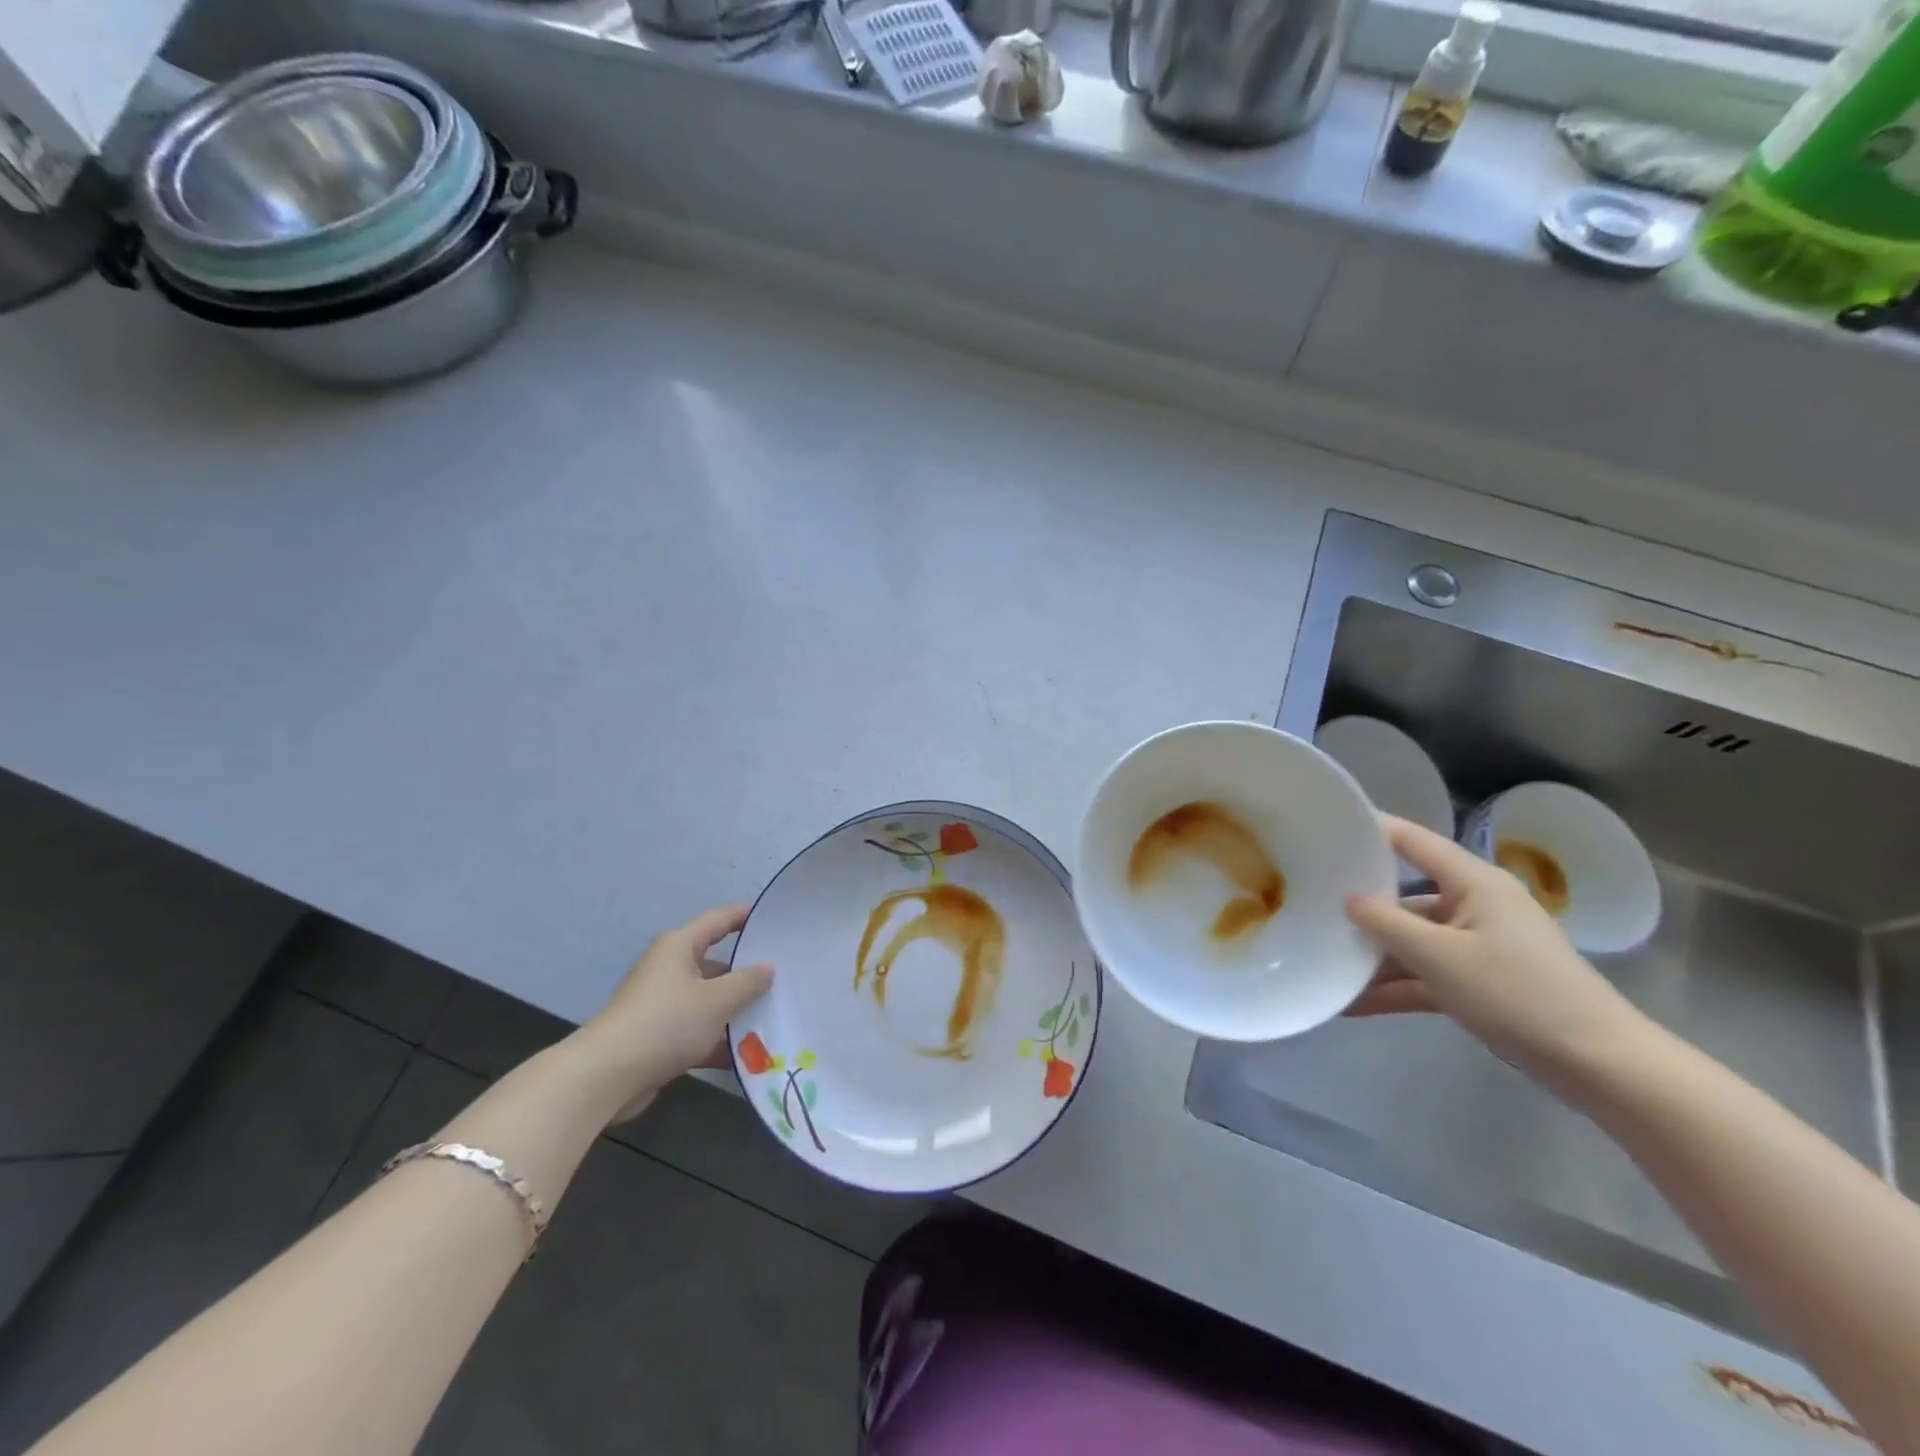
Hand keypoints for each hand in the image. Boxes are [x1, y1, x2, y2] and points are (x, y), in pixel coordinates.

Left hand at [574, 904, 773, 1122]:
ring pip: (708, 1000)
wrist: (606, 1076)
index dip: (746, 916)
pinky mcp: (657, 1036)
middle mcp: (668, 968)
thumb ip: (748, 982)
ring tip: (772, 1018)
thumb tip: (767, 968)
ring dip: (734, 1011)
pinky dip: (717, 1039)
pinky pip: (696, 1029)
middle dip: (746, 973)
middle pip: (715, 963)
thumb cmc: (666, 1023)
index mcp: (679, 947)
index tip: (774, 918)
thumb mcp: (718, 1000)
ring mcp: (661, 1003)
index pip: (719, 920)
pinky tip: (746, 1056)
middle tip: (783, 978)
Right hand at [1344, 817, 1651, 1096]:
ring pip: (1414, 940)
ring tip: (1325, 965)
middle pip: (1407, 895)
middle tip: (1311, 906)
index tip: (1324, 828)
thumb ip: (1386, 923)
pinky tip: (1354, 1004)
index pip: (1412, 841)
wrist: (1600, 1066)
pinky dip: (1396, 987)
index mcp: (1474, 883)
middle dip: (1362, 907)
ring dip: (1375, 957)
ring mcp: (1479, 946)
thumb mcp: (1439, 957)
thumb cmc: (1518, 994)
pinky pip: (1428, 974)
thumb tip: (1348, 899)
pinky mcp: (1482, 983)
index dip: (1370, 830)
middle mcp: (1476, 905)